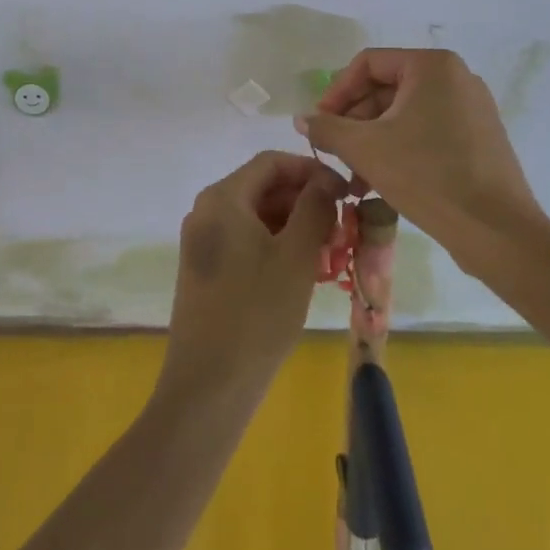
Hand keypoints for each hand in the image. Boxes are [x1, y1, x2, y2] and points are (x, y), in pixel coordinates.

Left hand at [157, 153, 344, 413]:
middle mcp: (207, 211)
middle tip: (343, 226)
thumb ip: (314, 208)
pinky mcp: (207, 269)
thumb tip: (326, 180)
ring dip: (296, 226)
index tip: (345, 191)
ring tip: (332, 253)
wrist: (208, 387)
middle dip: (305, 201)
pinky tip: (306, 271)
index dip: (311, 169)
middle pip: (263, 187)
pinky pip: (247, 241)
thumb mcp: (296, 257)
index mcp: (223, 198)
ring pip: (258, 217)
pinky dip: (278, 246)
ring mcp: (204, 242)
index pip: (271, 162)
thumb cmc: (257, 314)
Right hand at [295, 49, 545, 267]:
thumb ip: (328, 128)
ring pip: (405, 114)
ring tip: (354, 178)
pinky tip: (381, 183)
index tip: (319, 125)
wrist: (497, 231)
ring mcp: (471, 108)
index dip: (336, 92)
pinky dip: (400, 149)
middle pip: (386, 89)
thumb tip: (302, 118)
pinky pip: (428, 132)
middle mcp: (455, 77)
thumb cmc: (428, 176)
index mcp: (432, 66)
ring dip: (373, 141)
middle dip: (355, 123)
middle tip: (334, 154)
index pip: (368, 64)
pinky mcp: (479, 138)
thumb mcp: (366, 149)